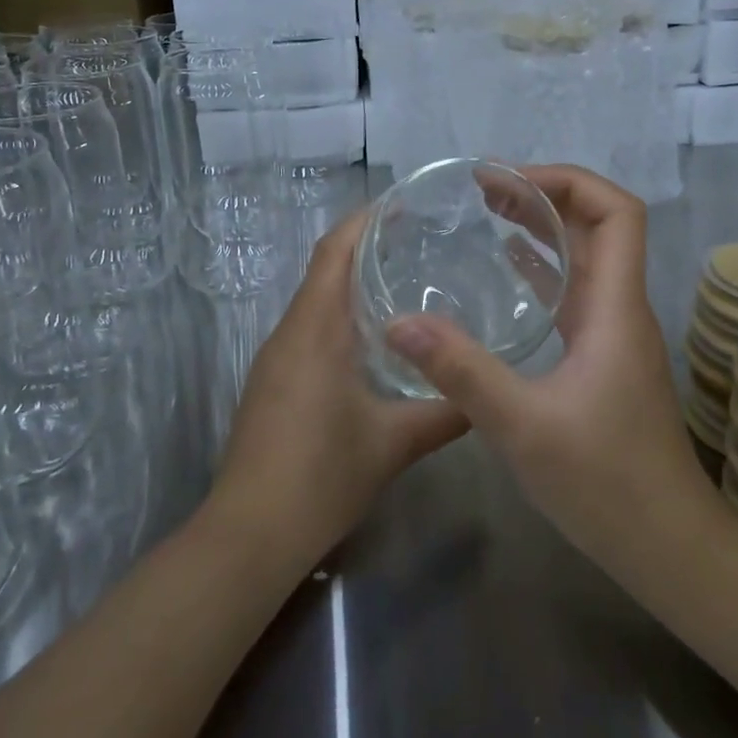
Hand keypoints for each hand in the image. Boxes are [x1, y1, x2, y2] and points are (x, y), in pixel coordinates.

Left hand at [207, 211, 468, 570]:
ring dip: (353, 283)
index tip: (404, 204)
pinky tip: (375, 339)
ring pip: (316, 301)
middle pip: (325, 269)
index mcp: (315, 329)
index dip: (365, 220)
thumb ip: (445, 412)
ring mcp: (276, 359)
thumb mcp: (394, 443)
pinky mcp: (273, 383)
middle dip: (367, 247)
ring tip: (406, 279)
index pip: (335, 251)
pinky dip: (341, 316)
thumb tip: (487, 394)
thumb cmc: (321, 475)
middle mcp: (290, 332)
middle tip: (421, 240)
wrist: (250, 534)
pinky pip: (309, 329)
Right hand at [385, 165, 710, 566]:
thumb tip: (400, 323)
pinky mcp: (604, 358)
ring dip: (545, 227)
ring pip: (587, 257)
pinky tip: (509, 270)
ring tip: (489, 212)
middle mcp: (621, 308)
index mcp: (615, 307)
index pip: (617, 212)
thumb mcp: (523, 425)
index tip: (509, 182)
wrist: (668, 545)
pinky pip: (576, 292)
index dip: (568, 181)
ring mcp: (615, 333)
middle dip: (545, 195)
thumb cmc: (605, 483)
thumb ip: (461, 371)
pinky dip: (544, 268)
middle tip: (484, 189)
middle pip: (598, 225)